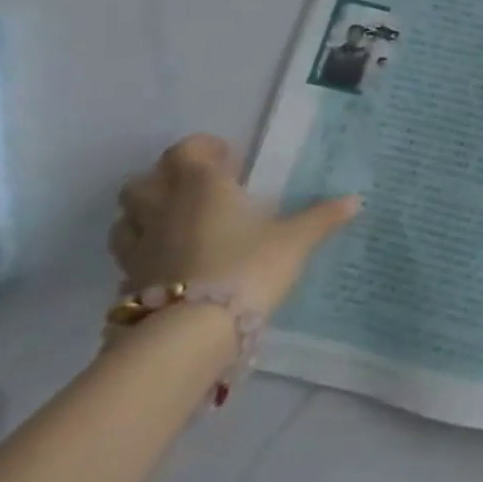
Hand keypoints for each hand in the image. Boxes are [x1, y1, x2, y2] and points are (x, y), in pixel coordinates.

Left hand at [109, 134, 360, 317]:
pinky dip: (147, 251)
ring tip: (180, 222)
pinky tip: (174, 262)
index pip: (186, 151)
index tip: (229, 158)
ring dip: (147, 214)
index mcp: (201, 188)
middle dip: (165, 178)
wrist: (191, 332)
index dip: (204, 149)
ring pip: (127, 218)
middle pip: (143, 181)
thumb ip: (322, 217)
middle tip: (200, 187)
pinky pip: (130, 254)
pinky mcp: (129, 281)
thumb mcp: (296, 240)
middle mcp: (163, 210)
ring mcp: (139, 247)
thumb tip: (356, 200)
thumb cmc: (247, 267)